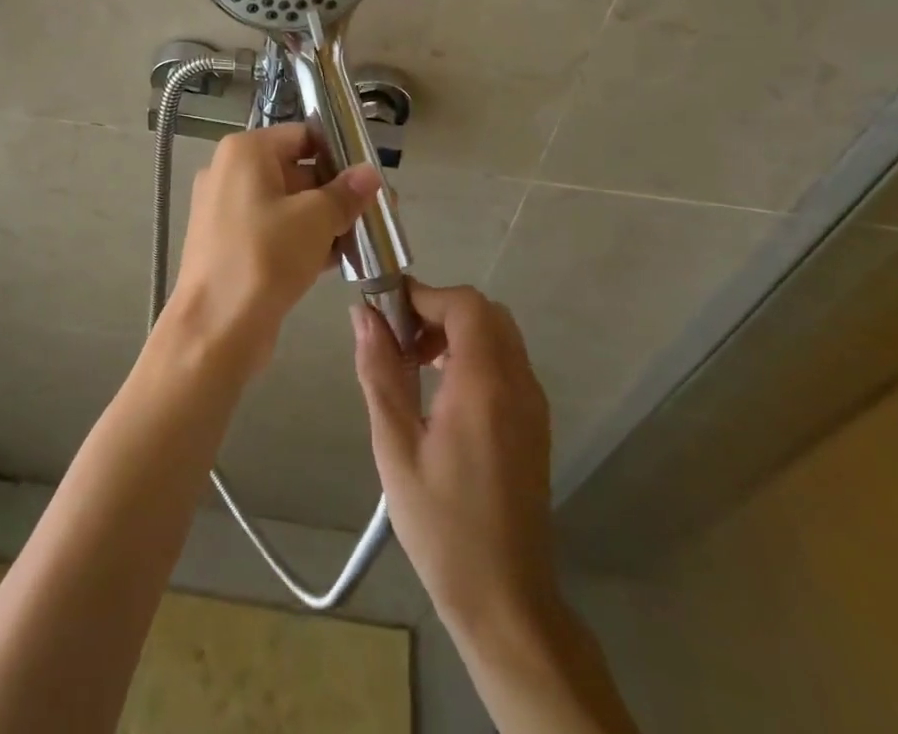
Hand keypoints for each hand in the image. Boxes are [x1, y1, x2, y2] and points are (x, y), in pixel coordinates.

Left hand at [165, 123, 380, 369]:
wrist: (216, 328)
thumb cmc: (265, 257)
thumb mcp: (315, 219)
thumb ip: (346, 193)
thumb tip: (370, 172)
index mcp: (245, 152)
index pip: (302, 135)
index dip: (339, 152)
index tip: (370, 176)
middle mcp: (231, 173)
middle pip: (296, 169)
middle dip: (336, 191)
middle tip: (376, 210)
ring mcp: (227, 211)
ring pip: (287, 204)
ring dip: (324, 218)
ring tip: (365, 236)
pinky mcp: (231, 244)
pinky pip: (275, 230)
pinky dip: (304, 239)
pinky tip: (339, 258)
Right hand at [352, 281, 558, 627]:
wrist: (505, 600)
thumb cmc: (442, 525)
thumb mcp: (395, 447)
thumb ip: (380, 372)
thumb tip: (363, 314)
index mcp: (485, 385)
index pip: (465, 304)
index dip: (424, 296)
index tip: (386, 313)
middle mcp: (518, 383)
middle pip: (484, 312)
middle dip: (438, 311)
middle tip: (398, 339)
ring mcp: (532, 404)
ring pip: (498, 334)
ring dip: (455, 331)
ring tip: (413, 364)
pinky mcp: (534, 423)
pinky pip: (506, 362)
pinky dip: (473, 354)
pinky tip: (440, 392)